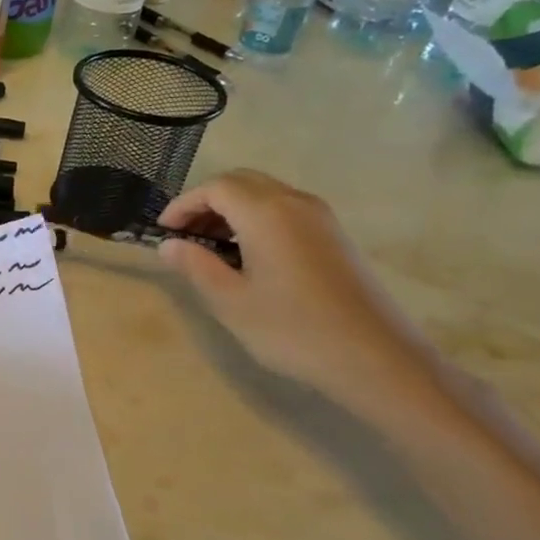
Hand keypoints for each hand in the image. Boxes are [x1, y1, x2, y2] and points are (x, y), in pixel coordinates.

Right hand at [155, 170, 444, 414]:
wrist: (376, 358)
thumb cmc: (292, 329)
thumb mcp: (230, 301)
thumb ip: (196, 265)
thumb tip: (169, 245)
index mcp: (266, 213)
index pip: (215, 188)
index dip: (183, 205)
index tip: (163, 233)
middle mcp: (296, 203)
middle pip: (242, 182)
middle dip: (206, 202)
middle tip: (185, 235)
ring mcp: (321, 219)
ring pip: (266, 194)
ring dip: (232, 210)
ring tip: (211, 247)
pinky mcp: (336, 237)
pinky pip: (286, 210)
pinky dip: (257, 220)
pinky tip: (248, 256)